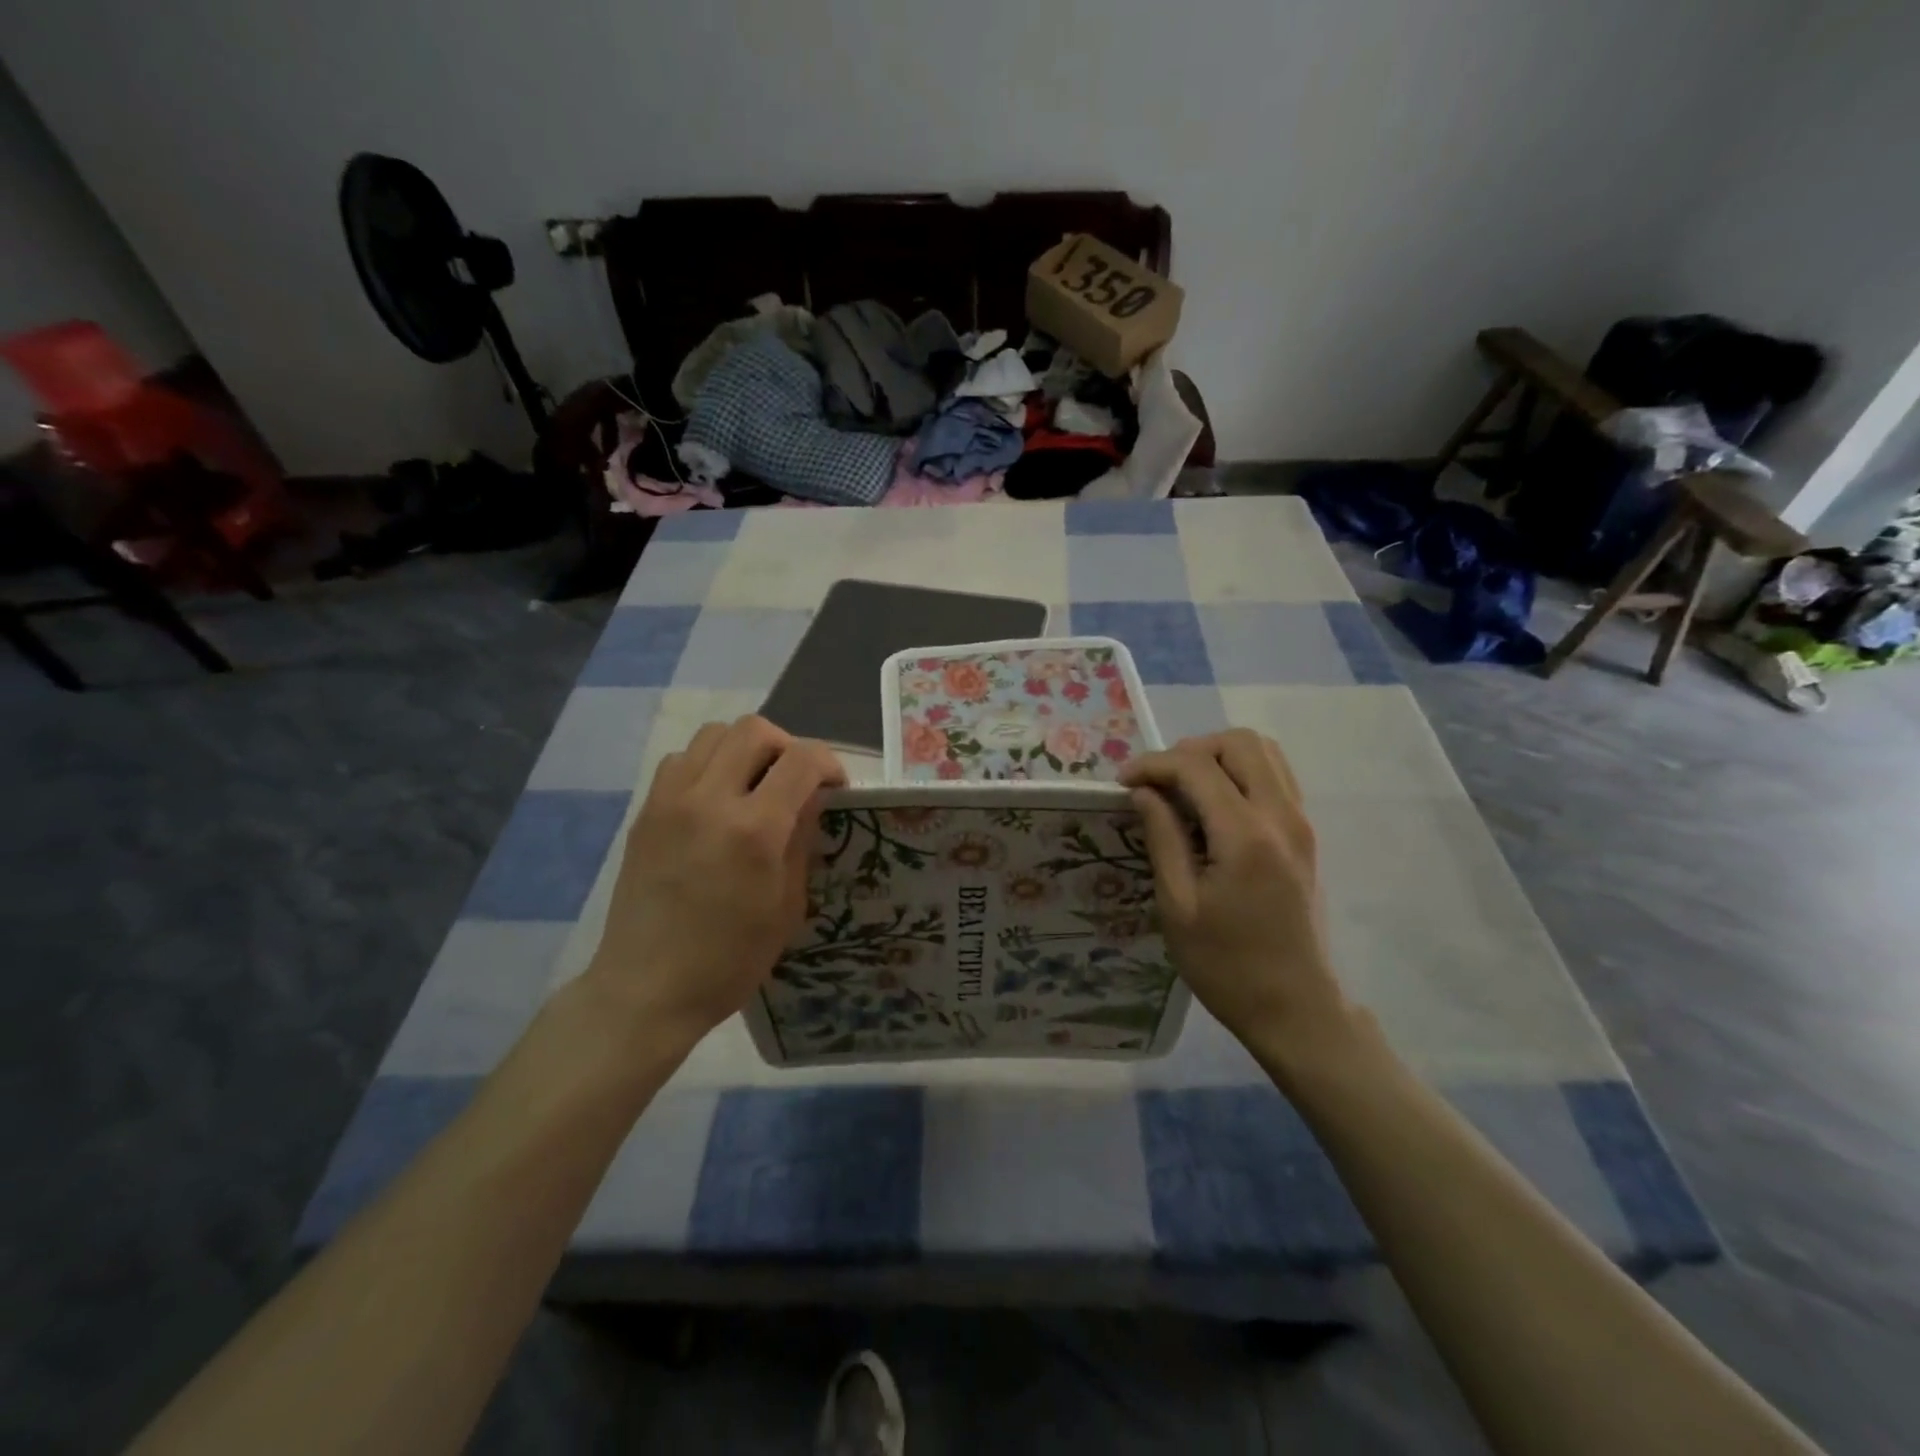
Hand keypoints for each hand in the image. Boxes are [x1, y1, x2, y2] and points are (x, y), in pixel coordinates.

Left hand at [586, 716, 844, 1041]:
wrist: (646, 988)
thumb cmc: (729, 960)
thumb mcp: (786, 906)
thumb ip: (801, 840)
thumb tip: (811, 798)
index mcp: (754, 830)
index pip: (802, 759)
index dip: (829, 763)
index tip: (836, 786)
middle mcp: (709, 799)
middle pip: (755, 729)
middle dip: (788, 745)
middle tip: (795, 780)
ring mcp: (670, 800)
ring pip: (714, 734)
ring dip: (745, 748)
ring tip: (754, 783)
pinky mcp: (645, 811)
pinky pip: (681, 759)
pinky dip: (708, 762)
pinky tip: (716, 799)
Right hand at [1119, 730, 1353, 1057]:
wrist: (1296, 1008)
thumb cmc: (1226, 965)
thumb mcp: (1178, 906)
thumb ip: (1162, 838)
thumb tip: (1143, 792)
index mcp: (1245, 836)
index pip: (1196, 767)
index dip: (1153, 764)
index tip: (1123, 783)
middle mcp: (1281, 816)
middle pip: (1239, 742)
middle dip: (1190, 750)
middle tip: (1158, 781)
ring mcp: (1301, 823)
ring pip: (1264, 752)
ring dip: (1218, 756)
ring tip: (1184, 788)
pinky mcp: (1305, 835)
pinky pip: (1276, 776)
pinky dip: (1241, 772)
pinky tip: (1214, 805)